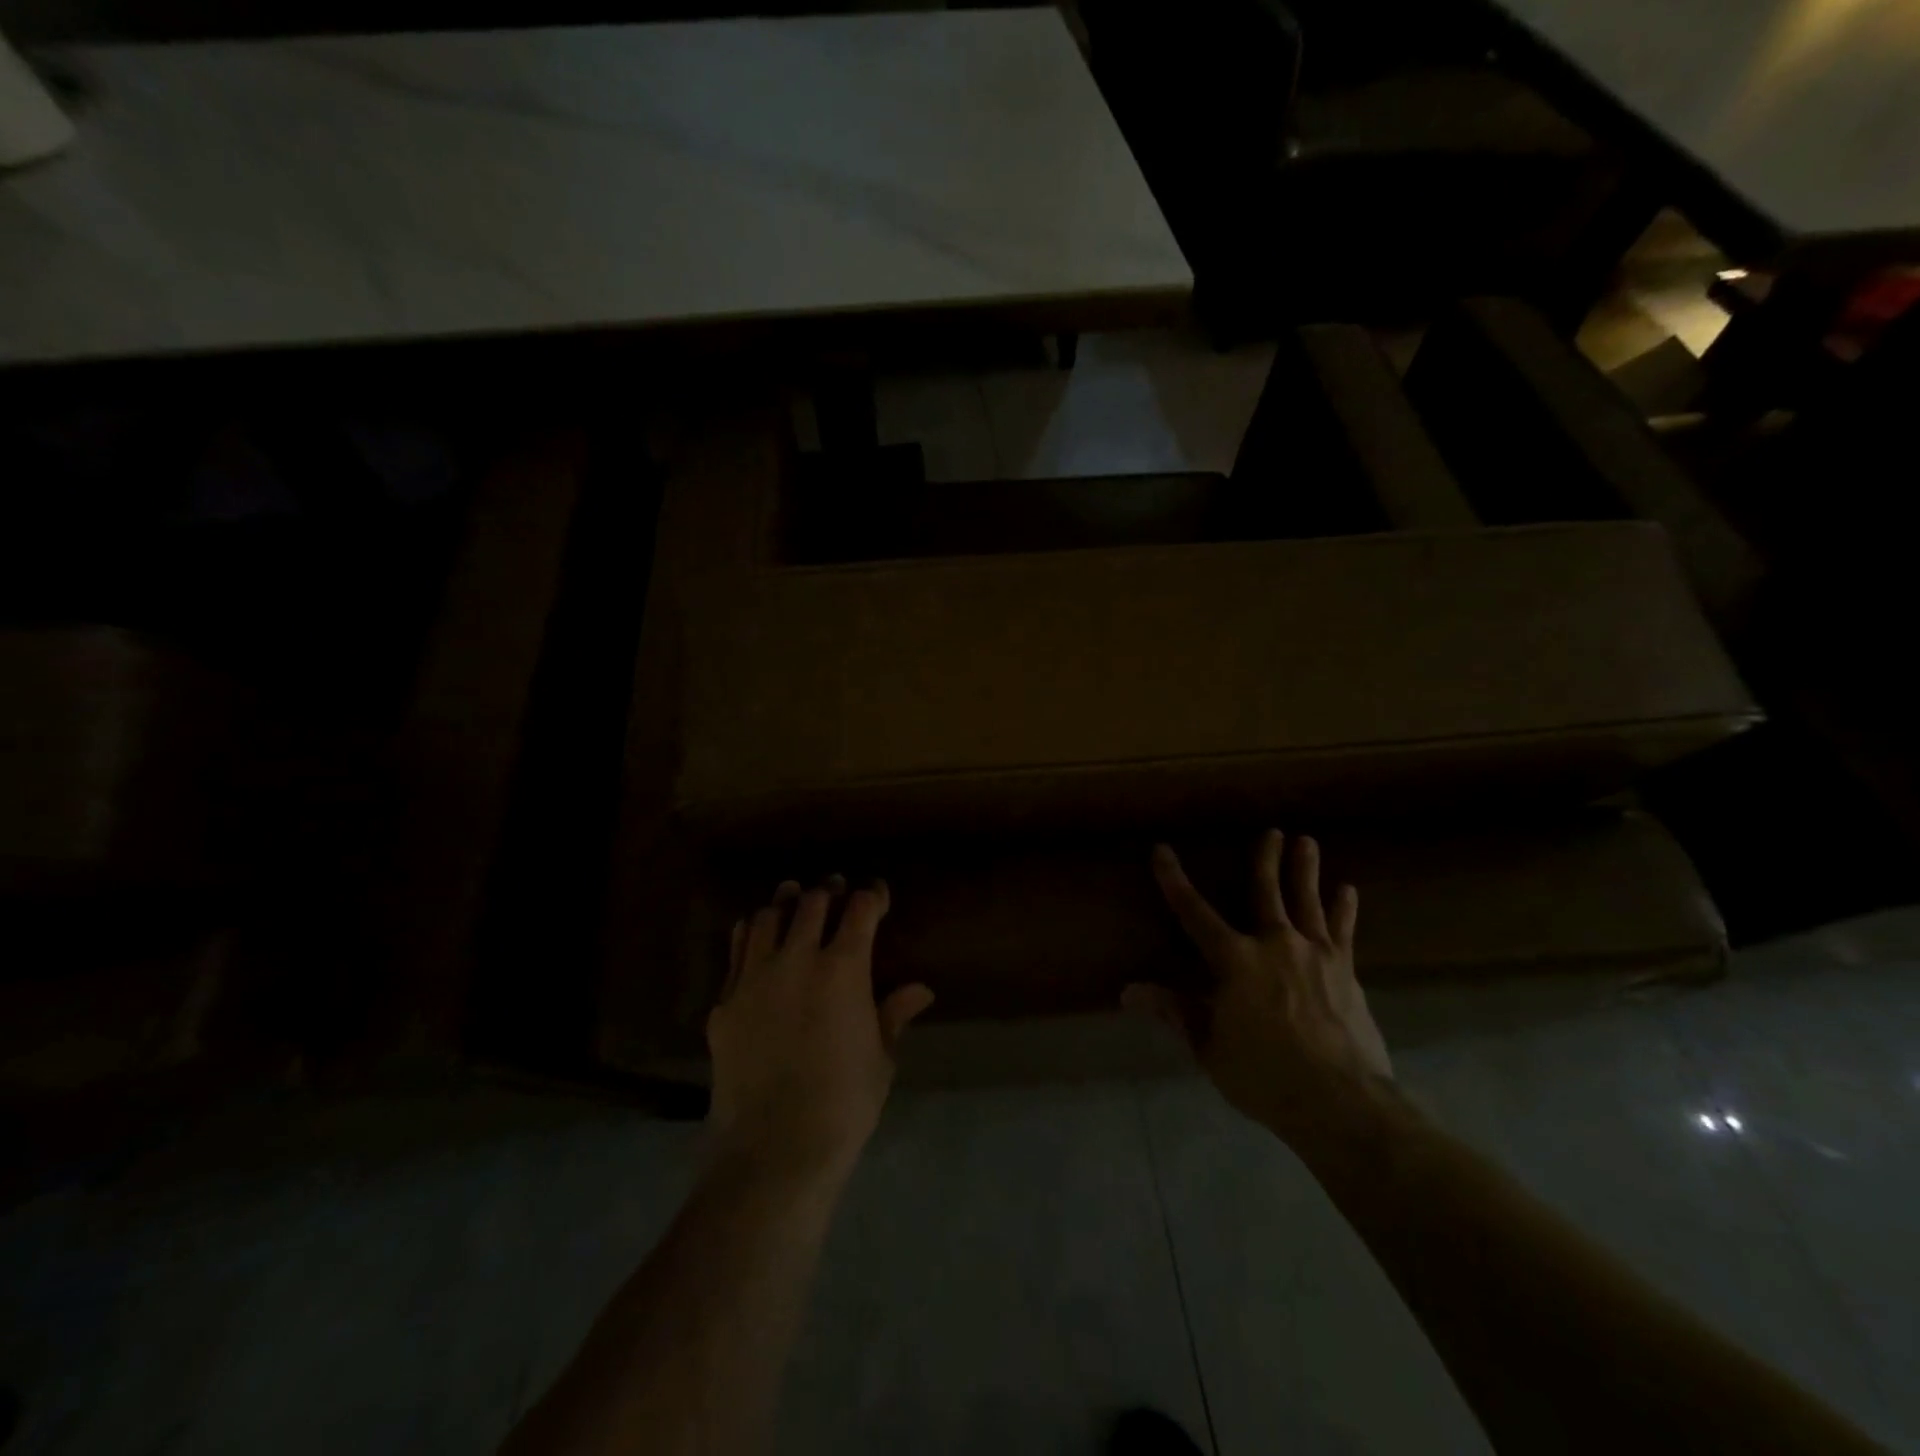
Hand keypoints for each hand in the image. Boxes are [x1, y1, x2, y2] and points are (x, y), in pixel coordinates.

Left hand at [706, 876, 934, 1188]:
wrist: (774, 1147)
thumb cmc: (843, 1103)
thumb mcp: (880, 1058)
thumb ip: (894, 1014)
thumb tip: (921, 990)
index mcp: (843, 968)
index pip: (860, 909)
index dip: (872, 895)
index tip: (877, 894)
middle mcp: (797, 959)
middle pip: (812, 903)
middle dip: (829, 891)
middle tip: (837, 891)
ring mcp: (754, 977)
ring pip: (768, 917)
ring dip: (786, 903)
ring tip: (794, 899)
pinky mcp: (725, 1000)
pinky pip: (738, 950)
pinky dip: (752, 933)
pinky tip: (758, 936)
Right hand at [1124, 830, 1392, 1147]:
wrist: (1341, 1101)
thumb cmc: (1265, 1075)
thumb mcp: (1209, 1047)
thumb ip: (1174, 1012)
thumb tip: (1128, 992)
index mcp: (1235, 960)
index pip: (1194, 913)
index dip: (1174, 881)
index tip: (1162, 851)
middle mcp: (1275, 944)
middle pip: (1266, 892)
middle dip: (1265, 860)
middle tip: (1271, 831)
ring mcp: (1316, 954)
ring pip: (1307, 901)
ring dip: (1305, 870)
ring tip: (1307, 841)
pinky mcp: (1346, 971)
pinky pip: (1344, 931)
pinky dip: (1344, 909)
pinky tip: (1348, 890)